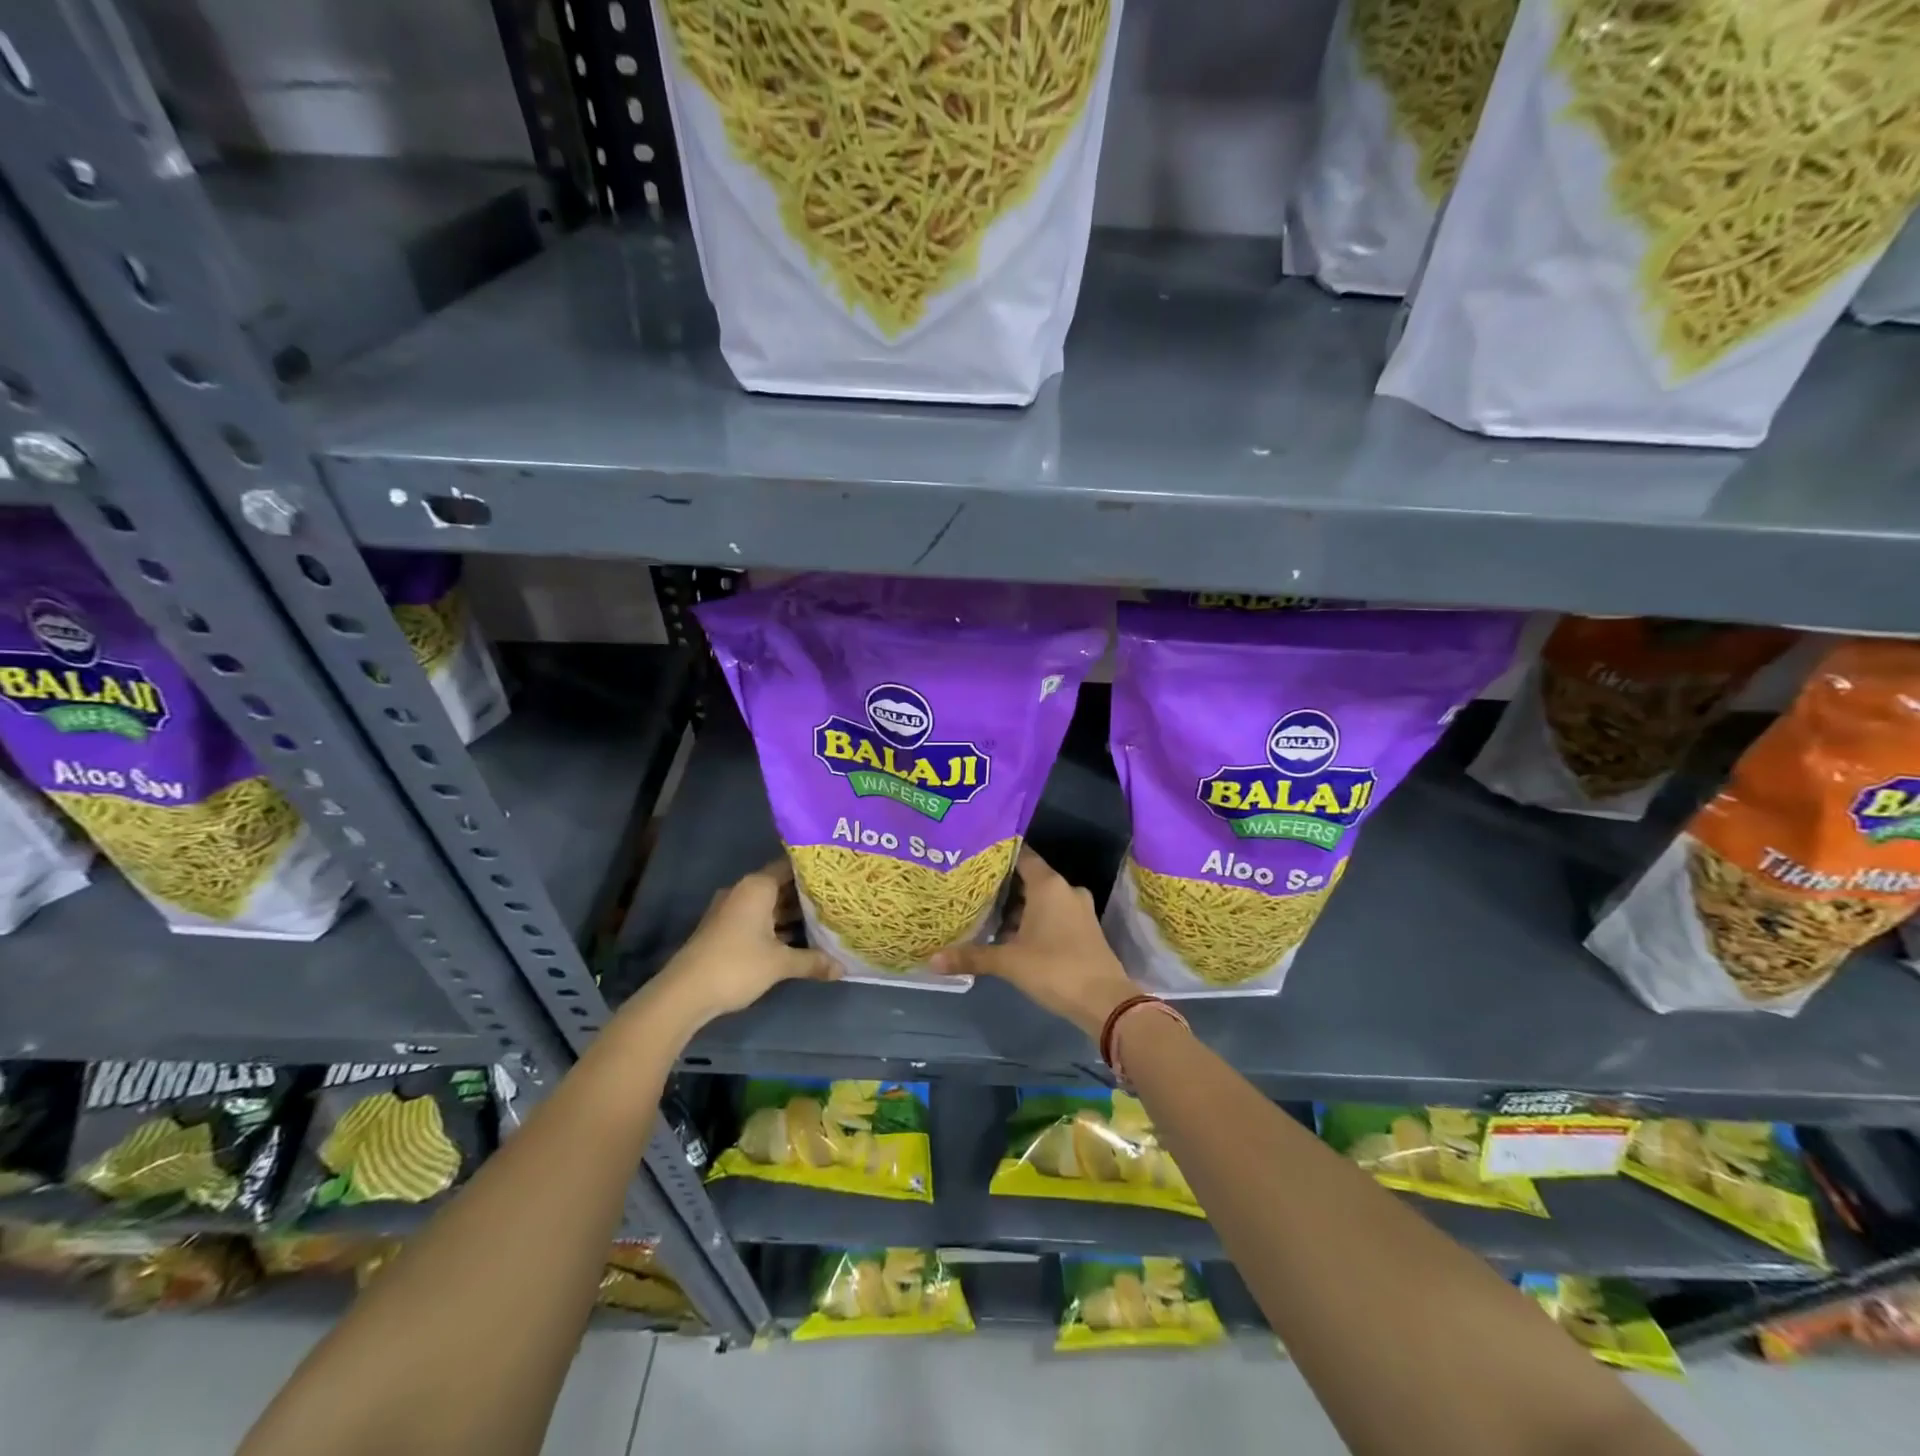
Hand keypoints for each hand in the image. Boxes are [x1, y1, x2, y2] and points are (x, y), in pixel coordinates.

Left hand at [648, 860, 838, 1027]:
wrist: (685, 993)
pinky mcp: (726, 931)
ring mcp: (732, 911)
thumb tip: (843, 968)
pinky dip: (778, 927)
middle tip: (839, 898)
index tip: (837, 874)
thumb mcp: (780, 963)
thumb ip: (813, 961)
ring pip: (771, 906)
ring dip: (794, 914)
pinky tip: (801, 939)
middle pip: (782, 886)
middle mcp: (744, 892)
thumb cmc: (736, 965)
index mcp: (757, 887)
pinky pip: (760, 920)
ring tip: (827, 919)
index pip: (791, 866)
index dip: (815, 870)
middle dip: (808, 895)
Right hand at [932, 847, 1138, 1038]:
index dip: (998, 855)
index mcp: (1048, 884)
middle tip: (971, 889)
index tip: (974, 857)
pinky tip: (1010, 934)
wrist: (1105, 1001)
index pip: (1020, 855)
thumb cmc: (1055, 969)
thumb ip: (972, 957)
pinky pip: (1053, 914)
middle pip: (1028, 878)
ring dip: (1017, 907)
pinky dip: (1033, 919)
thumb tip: (931, 961)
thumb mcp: (1009, 962)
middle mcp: (1065, 889)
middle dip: (1002, 885)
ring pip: (1041, 898)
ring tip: (985, 914)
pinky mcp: (1083, 928)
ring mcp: (1078, 909)